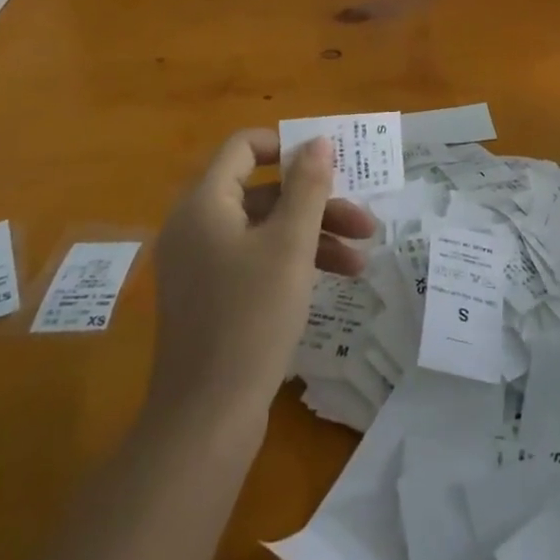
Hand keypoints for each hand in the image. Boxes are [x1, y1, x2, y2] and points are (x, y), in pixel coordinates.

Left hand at [146, 131, 377, 427]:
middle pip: (263, 191)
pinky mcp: (212, 296)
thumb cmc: (251, 317)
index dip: (287, 146)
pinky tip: (336, 279)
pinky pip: (256, 259)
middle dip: (317, 202)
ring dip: (314, 234)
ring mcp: (202, 264)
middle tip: (363, 218)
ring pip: (265, 228)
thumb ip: (308, 186)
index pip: (244, 147)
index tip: (328, 162)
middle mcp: (197, 225)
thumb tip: (318, 140)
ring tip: (362, 257)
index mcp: (205, 203)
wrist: (206, 418)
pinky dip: (293, 261)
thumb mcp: (290, 245)